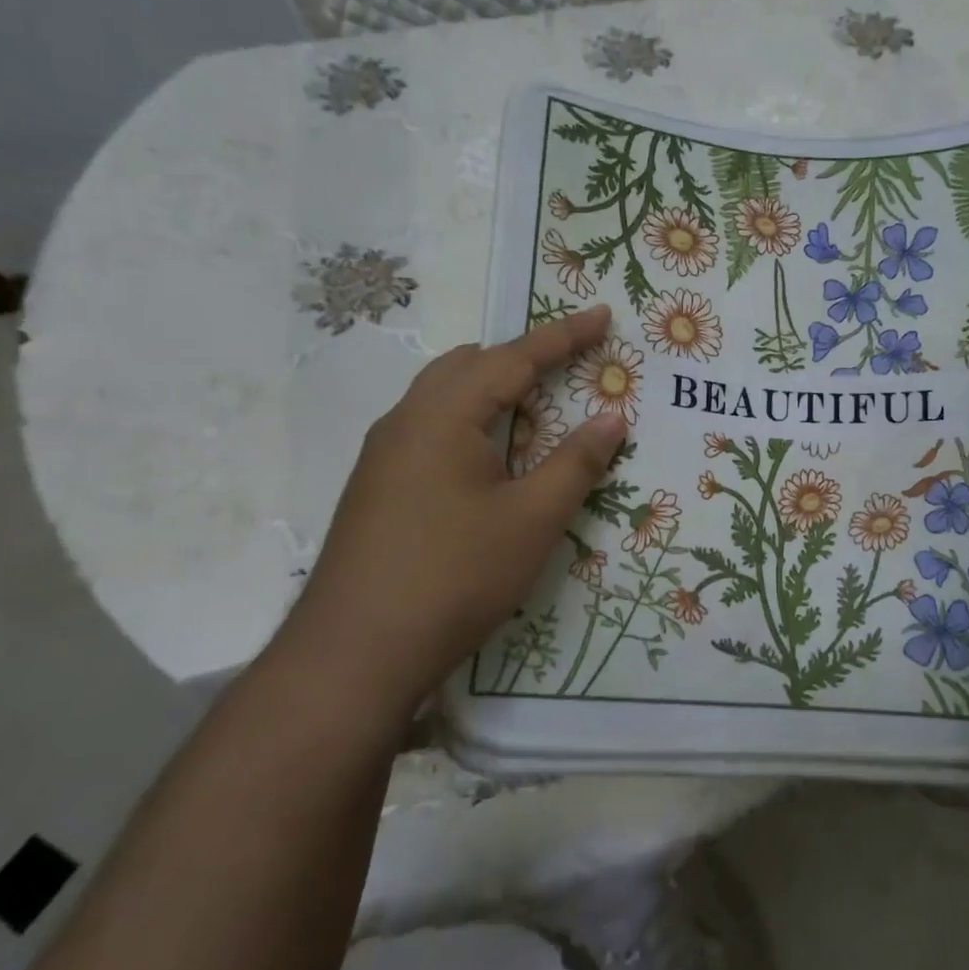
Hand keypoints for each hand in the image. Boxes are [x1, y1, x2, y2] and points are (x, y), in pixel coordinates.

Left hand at [281, 306, 625, 710]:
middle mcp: (406, 420)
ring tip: (537, 417)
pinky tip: (490, 464)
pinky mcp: (377, 487)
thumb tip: (613, 417)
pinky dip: (471, 425)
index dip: (563, 337)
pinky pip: (431, 430)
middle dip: (523, 361)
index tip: (602, 316)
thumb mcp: (532, 519)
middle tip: (571, 371)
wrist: (355, 652)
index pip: (513, 358)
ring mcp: (384, 455)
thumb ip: (577, 462)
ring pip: (445, 398)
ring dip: (494, 395)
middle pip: (470, 366)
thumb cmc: (455, 575)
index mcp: (443, 415)